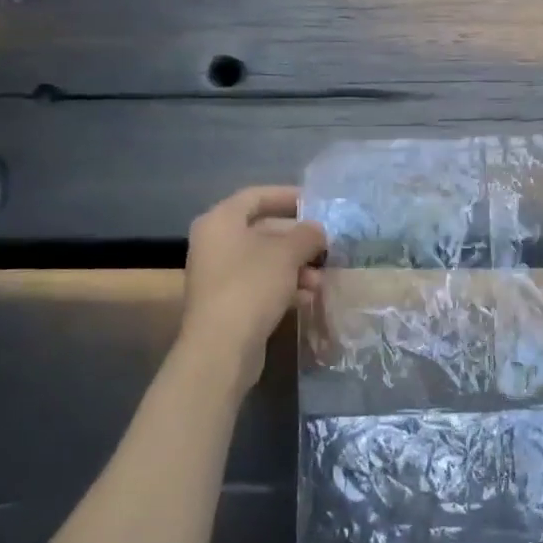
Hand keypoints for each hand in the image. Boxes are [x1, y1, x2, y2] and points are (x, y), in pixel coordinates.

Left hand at [178, 186, 326, 389]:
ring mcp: (219, 275)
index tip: (317, 203)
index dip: (288, 196)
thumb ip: (307, 235)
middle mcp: (215, 243)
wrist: (221, 347)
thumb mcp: (287, 253)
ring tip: (321, 279)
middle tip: (327, 244)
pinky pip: (261, 284)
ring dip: (297, 266)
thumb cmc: (252, 285)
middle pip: (263, 230)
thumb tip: (317, 231)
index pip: (257, 196)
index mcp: (221, 221)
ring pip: (265, 260)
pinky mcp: (228, 302)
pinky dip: (285, 287)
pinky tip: (308, 297)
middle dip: (298, 239)